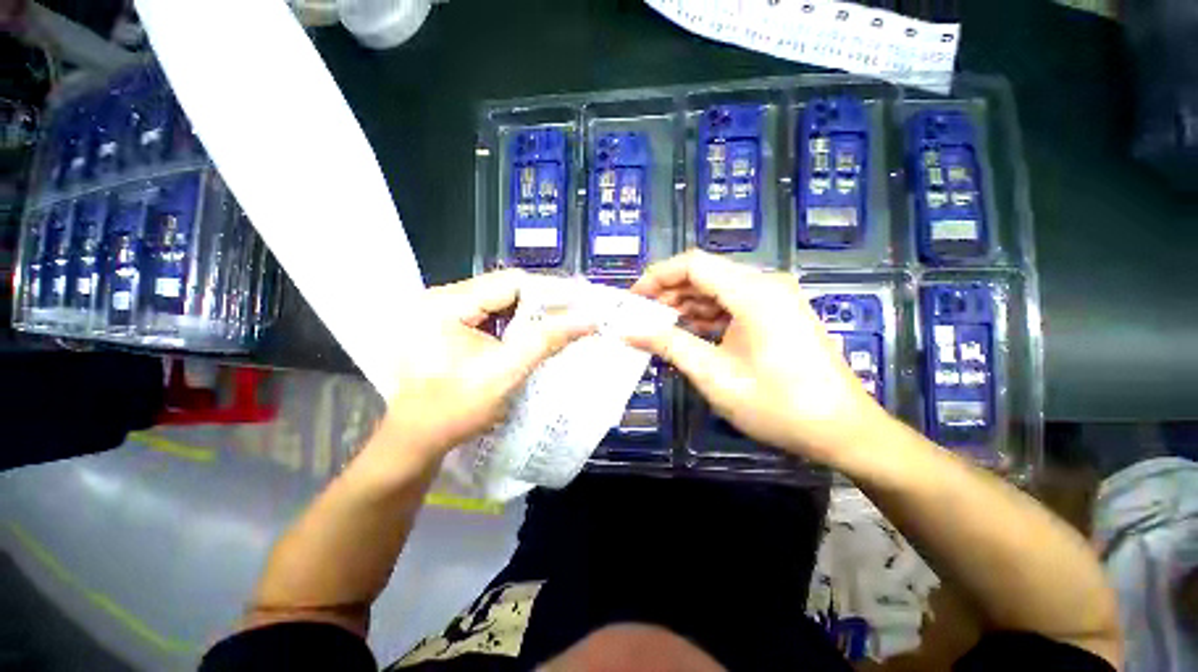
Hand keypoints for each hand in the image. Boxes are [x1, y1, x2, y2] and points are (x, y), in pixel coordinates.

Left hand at [375, 270, 591, 464]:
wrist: (417, 441)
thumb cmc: (455, 410)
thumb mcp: (505, 372)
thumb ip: (547, 340)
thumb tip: (588, 320)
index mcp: (446, 304)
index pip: (510, 282)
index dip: (549, 290)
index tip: (579, 303)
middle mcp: (440, 298)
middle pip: (504, 289)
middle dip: (541, 303)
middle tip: (574, 314)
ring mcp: (441, 312)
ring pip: (499, 302)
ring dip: (529, 314)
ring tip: (559, 324)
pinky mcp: (445, 326)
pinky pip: (488, 316)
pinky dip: (513, 324)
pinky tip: (531, 335)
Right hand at [627, 250, 888, 465]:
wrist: (842, 431)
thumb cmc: (777, 404)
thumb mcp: (713, 374)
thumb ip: (669, 345)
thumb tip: (629, 332)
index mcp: (752, 292)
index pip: (693, 264)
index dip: (657, 276)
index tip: (633, 298)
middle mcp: (765, 285)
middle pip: (705, 274)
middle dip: (669, 292)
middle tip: (640, 315)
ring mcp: (774, 300)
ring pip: (717, 290)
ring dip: (686, 305)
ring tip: (657, 326)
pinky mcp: (776, 316)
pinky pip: (732, 306)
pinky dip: (706, 316)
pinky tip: (687, 333)